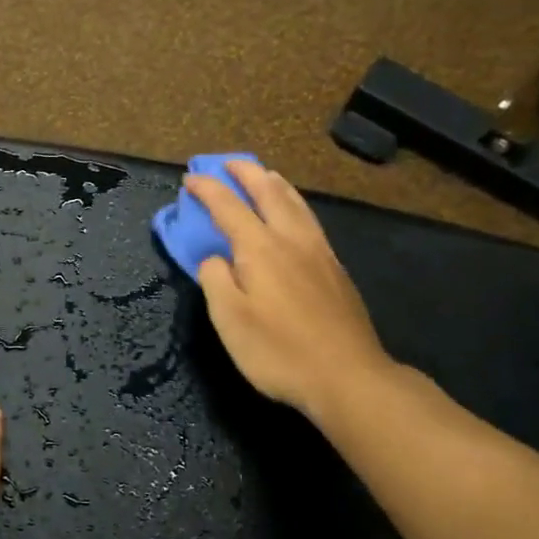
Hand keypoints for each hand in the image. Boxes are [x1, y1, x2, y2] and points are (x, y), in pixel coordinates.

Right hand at [184, 159, 394, 423]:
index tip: (190, 178)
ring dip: (274, 183)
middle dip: (245, 173)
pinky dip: (294, 203)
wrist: (348, 376)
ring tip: (263, 174)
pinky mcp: (335, 270)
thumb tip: (215, 259)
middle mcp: (291, 240)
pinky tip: (294, 213)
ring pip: (295, 203)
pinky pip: (309, 219)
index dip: (207, 189)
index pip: (228, 206)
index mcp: (260, 249)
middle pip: (268, 192)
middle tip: (227, 163)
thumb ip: (215, 280)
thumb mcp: (229, 319)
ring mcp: (319, 252)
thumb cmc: (278, 351)